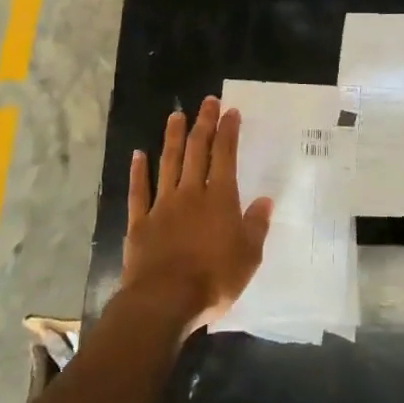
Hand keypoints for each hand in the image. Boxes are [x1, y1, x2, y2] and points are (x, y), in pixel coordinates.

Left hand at [121, 97, 272, 335]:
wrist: (164, 300)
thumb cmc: (214, 279)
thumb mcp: (249, 257)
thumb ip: (256, 226)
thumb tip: (265, 200)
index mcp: (220, 198)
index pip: (225, 156)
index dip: (228, 131)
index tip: (229, 111)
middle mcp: (191, 193)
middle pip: (197, 151)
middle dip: (203, 124)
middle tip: (207, 102)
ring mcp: (163, 205)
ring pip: (168, 163)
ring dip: (173, 137)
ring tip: (176, 115)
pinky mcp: (140, 222)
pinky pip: (139, 191)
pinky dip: (138, 171)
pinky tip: (138, 154)